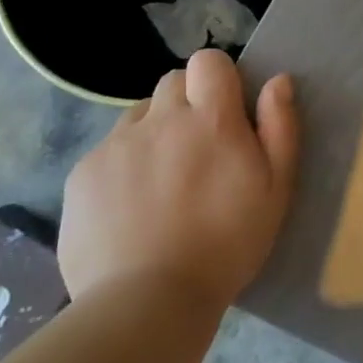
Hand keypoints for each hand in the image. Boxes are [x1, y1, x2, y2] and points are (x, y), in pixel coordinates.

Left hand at [58, 50, 298, 303]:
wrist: (147, 301)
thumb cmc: (226, 244)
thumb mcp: (276, 188)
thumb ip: (280, 127)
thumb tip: (277, 81)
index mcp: (210, 118)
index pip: (209, 60)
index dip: (219, 78)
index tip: (227, 111)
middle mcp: (160, 118)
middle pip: (172, 82)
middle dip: (187, 102)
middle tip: (198, 148)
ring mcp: (116, 144)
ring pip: (139, 114)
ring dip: (155, 130)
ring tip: (163, 178)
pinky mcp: (83, 173)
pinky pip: (108, 149)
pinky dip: (123, 164)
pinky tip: (131, 205)